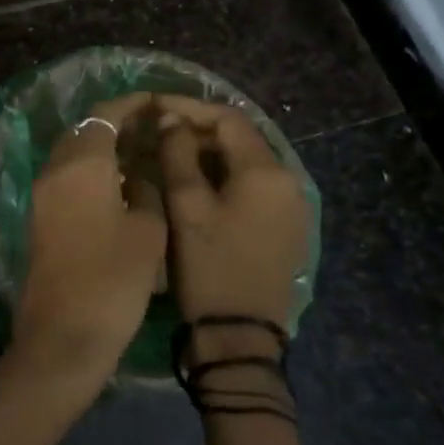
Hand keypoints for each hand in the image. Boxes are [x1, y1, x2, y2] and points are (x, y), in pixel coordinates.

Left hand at [9, 93, 167, 405]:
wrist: (62, 334)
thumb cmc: (113, 280)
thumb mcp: (148, 231)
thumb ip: (147, 189)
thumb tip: (137, 173)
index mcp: (82, 163)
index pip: (105, 113)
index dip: (132, 103)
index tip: (157, 101)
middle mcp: (55, 169)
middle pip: (84, 129)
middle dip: (116, 122)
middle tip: (153, 129)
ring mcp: (42, 193)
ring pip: (72, 153)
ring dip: (102, 147)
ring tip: (141, 154)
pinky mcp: (39, 216)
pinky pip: (66, 176)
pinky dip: (90, 169)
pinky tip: (118, 185)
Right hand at [157, 97, 309, 334]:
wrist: (240, 337)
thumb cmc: (209, 266)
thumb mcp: (186, 206)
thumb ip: (177, 153)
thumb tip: (170, 119)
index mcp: (266, 172)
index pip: (228, 119)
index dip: (188, 108)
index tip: (153, 107)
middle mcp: (288, 181)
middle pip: (240, 138)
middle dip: (197, 129)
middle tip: (156, 132)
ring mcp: (290, 207)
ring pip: (245, 162)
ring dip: (208, 153)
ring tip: (168, 155)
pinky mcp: (285, 227)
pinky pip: (252, 186)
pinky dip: (223, 176)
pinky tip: (193, 184)